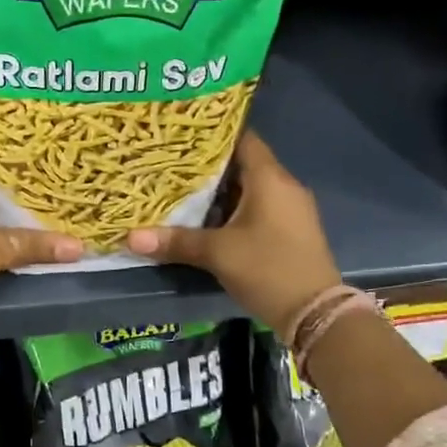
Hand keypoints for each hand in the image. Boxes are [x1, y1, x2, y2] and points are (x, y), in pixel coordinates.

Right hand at [126, 131, 339, 333]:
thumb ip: (175, 242)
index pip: (243, 138)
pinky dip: (235, 209)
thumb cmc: (267, 269)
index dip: (214, 133)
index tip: (184, 134)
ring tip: (183, 190)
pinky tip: (209, 220)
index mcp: (270, 179)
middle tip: (173, 164)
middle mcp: (284, 186)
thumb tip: (131, 238)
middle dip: (210, 166)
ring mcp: (291, 209)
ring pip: (250, 189)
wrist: (315, 313)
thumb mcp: (217, 254)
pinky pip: (259, 208)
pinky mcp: (291, 231)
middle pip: (244, 164)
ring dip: (221, 191)